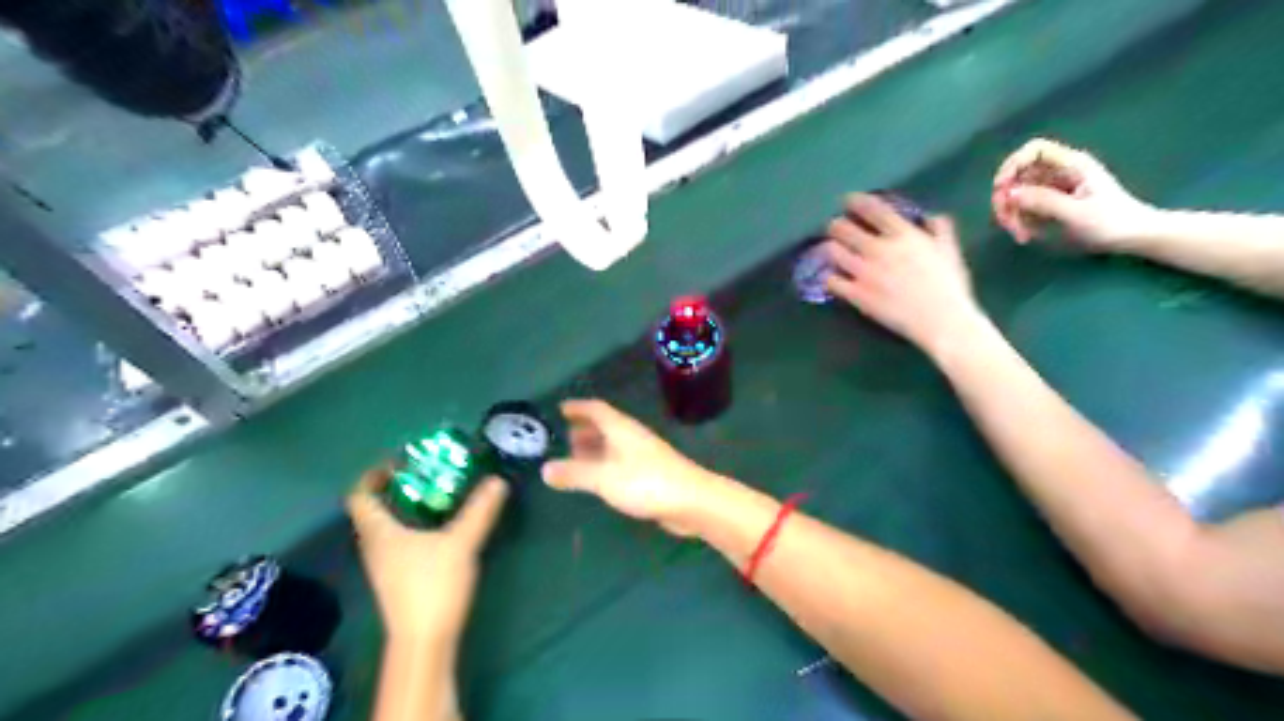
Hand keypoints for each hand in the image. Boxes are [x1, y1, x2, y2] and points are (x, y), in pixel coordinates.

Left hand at [349, 471, 511, 643]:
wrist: (424, 641)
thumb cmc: (432, 586)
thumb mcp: (461, 542)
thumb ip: (479, 510)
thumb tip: (497, 481)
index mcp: (379, 532)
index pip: (359, 496)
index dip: (373, 475)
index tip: (400, 462)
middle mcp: (375, 546)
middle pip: (374, 510)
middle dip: (398, 488)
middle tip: (429, 472)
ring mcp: (385, 565)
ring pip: (388, 527)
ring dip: (408, 507)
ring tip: (440, 494)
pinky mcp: (398, 579)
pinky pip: (399, 541)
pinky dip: (415, 526)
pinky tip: (442, 528)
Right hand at [538, 398, 719, 538]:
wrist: (692, 501)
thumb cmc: (646, 482)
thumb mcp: (604, 478)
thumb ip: (574, 474)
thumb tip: (544, 469)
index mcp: (621, 429)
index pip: (597, 409)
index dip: (578, 407)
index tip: (561, 408)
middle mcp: (632, 437)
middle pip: (606, 426)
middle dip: (585, 429)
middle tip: (564, 436)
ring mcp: (644, 455)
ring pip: (614, 445)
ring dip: (595, 448)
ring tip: (576, 458)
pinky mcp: (651, 474)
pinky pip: (622, 462)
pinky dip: (606, 465)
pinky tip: (600, 479)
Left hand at [823, 192, 985, 354]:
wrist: (942, 322)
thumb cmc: (949, 287)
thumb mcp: (950, 251)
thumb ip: (940, 230)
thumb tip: (933, 217)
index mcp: (904, 235)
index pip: (873, 209)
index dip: (856, 202)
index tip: (848, 201)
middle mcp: (880, 249)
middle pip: (843, 229)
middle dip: (836, 226)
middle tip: (836, 228)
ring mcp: (866, 273)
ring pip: (833, 252)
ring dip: (830, 249)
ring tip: (831, 250)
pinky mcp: (857, 295)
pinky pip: (832, 281)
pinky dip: (830, 277)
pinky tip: (833, 277)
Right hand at [990, 139, 1166, 251]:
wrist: (1133, 237)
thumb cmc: (1111, 222)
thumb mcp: (1076, 213)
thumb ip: (1043, 201)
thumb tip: (1008, 193)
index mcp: (1071, 165)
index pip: (1033, 150)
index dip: (1012, 165)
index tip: (1001, 189)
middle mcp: (1059, 172)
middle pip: (1018, 175)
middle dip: (1006, 199)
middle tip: (1006, 223)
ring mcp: (1053, 189)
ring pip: (1016, 194)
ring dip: (1011, 215)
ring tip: (1021, 236)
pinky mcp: (1049, 205)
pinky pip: (1023, 209)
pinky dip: (1020, 222)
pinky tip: (1029, 237)